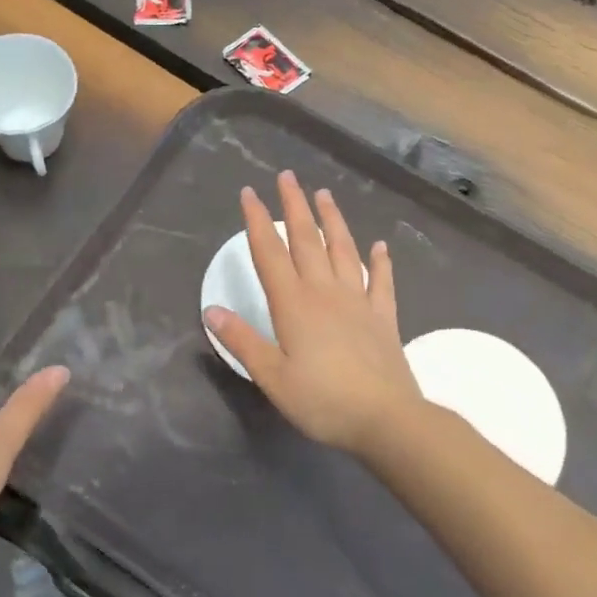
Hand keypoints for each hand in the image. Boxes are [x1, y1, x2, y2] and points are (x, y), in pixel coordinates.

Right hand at [203, 171, 424, 456]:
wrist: (386, 419)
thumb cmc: (322, 400)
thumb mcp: (272, 376)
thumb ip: (243, 341)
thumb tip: (211, 310)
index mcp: (293, 304)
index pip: (270, 253)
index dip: (256, 221)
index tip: (249, 193)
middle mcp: (325, 292)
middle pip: (306, 240)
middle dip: (294, 206)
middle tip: (288, 176)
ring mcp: (358, 301)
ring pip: (343, 250)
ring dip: (332, 220)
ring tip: (324, 194)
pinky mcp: (383, 317)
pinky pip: (381, 281)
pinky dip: (380, 261)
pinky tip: (380, 246)